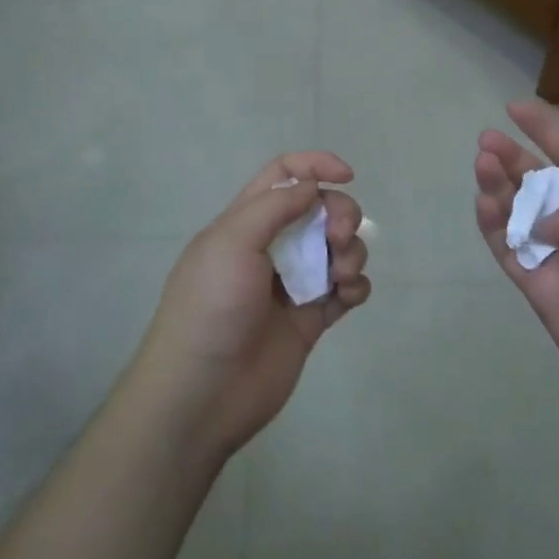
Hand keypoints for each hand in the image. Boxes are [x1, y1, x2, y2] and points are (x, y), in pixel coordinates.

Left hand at [130, 153, 371, 463]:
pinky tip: (348, 295)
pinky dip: (356, 285)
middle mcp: (271, 247)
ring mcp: (293, 284)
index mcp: (245, 222)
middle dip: (340, 213)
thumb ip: (275, 206)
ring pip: (338, 249)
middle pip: (320, 210)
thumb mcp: (232, 241)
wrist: (202, 393)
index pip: (283, 176)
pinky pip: (346, 290)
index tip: (347, 175)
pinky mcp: (311, 319)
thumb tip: (312, 186)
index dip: (315, 166)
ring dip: (351, 251)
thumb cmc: (210, 307)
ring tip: (341, 276)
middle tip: (340, 237)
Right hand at [474, 100, 558, 428]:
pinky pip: (509, 250)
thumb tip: (539, 224)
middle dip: (513, 157)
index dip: (547, 128)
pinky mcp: (541, 288)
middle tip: (487, 141)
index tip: (516, 107)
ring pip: (518, 212)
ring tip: (483, 165)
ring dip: (499, 187)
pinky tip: (484, 204)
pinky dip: (494, 226)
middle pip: (538, 181)